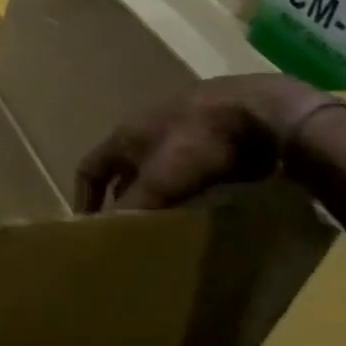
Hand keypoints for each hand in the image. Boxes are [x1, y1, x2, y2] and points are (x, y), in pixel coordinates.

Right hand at [74, 73, 340, 212]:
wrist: (261, 112)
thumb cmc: (197, 142)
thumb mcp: (159, 180)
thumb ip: (132, 206)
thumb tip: (109, 233)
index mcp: (125, 134)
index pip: (89, 168)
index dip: (85, 197)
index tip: (90, 227)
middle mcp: (146, 128)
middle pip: (125, 168)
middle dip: (125, 198)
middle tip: (131, 230)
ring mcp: (182, 128)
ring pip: (159, 167)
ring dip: (158, 192)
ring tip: (166, 222)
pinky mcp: (214, 135)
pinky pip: (190, 167)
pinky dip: (188, 186)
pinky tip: (201, 205)